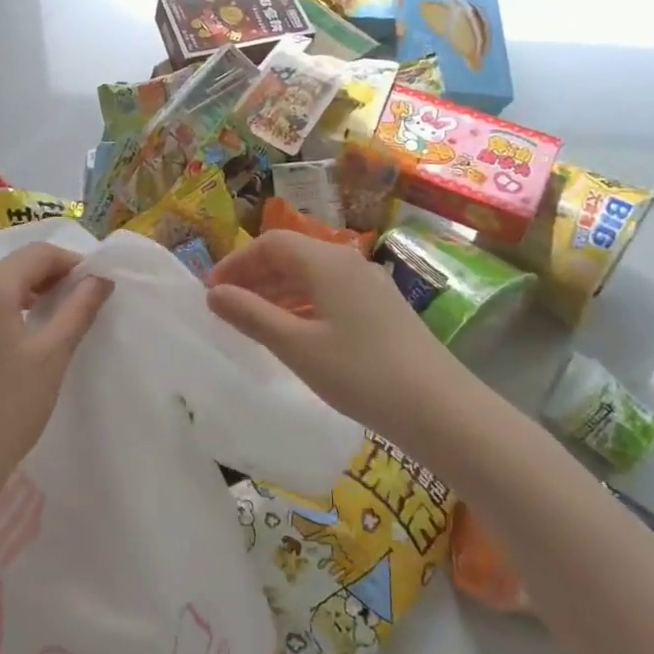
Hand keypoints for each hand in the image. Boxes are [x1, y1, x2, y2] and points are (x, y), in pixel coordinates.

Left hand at [0, 243, 113, 506]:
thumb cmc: (5, 409)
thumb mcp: (51, 356)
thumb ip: (79, 310)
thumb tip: (100, 279)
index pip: (38, 254)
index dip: (73, 263)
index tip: (99, 285)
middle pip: (15, 266)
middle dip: (52, 277)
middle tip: (84, 302)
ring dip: (30, 293)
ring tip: (59, 318)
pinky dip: (7, 310)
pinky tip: (24, 337)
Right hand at [205, 230, 460, 442]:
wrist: (442, 409)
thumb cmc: (361, 374)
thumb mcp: (297, 346)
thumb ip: (251, 315)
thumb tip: (214, 294)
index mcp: (326, 262)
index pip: (270, 244)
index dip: (236, 263)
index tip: (212, 292)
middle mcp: (348, 262)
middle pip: (291, 255)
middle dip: (255, 276)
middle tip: (227, 307)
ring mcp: (369, 284)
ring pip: (311, 275)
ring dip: (278, 291)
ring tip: (253, 320)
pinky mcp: (382, 308)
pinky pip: (330, 292)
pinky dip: (303, 304)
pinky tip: (295, 332)